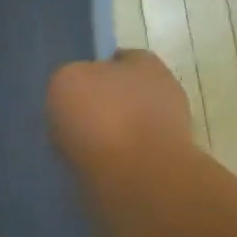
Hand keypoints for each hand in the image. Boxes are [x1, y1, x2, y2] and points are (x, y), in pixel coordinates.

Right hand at [46, 50, 194, 169]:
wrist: (136, 178)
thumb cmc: (102, 116)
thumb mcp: (66, 79)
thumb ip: (71, 77)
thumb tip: (76, 90)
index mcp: (145, 63)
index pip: (118, 58)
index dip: (92, 69)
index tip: (70, 88)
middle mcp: (164, 91)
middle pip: (124, 93)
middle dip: (101, 105)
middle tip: (70, 120)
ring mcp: (169, 131)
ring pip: (127, 127)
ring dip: (105, 136)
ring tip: (75, 149)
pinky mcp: (164, 166)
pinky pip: (128, 158)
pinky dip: (110, 162)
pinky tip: (89, 168)